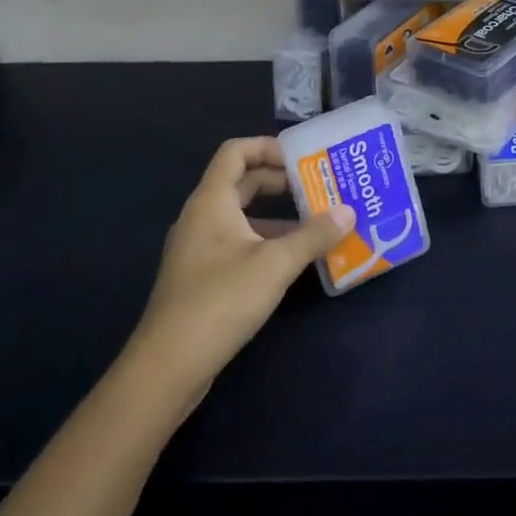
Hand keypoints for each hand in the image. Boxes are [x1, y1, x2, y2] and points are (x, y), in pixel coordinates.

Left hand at [130, 137, 354, 394]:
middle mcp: (201, 217)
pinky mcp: (200, 278)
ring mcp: (197, 249)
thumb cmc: (220, 300)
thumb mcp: (276, 264)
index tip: (302, 159)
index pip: (236, 151)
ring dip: (276, 215)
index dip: (268, 147)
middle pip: (241, 182)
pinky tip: (292, 261)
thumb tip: (349, 211)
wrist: (166, 369)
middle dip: (280, 181)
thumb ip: (314, 235)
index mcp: (211, 201)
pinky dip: (265, 241)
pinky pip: (236, 243)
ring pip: (241, 216)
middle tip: (318, 187)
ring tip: (315, 223)